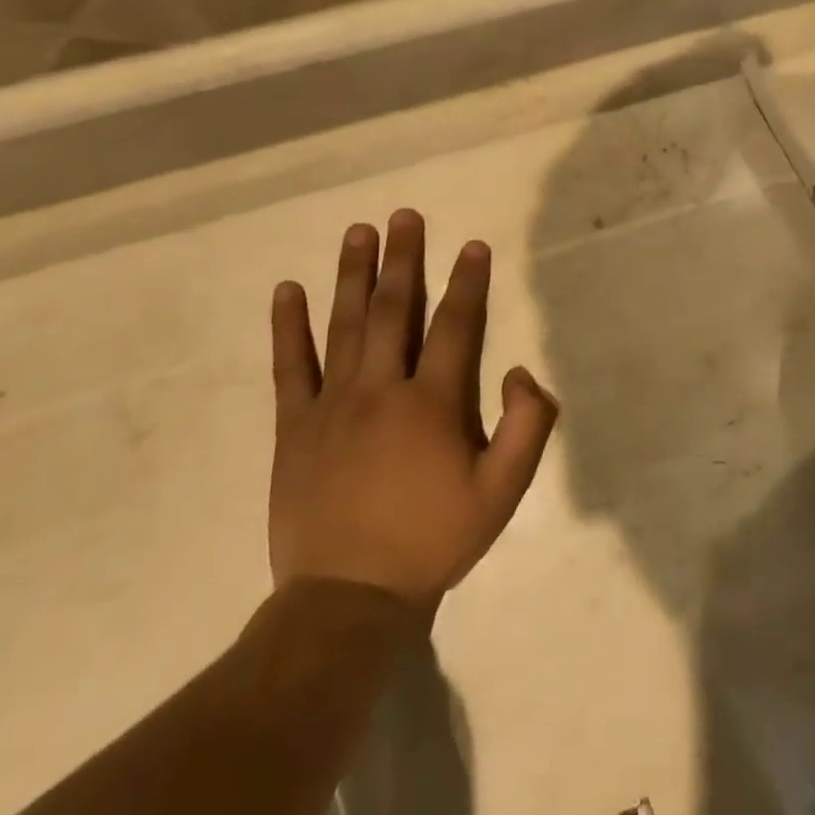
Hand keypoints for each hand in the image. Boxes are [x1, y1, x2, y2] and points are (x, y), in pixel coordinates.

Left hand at [268, 211, 559, 605]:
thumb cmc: (434, 540)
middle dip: (404, 259)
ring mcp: (332, 405)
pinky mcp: (294, 427)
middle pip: (396, 310)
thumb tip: (520, 371)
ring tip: (358, 232)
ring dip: (353, 275)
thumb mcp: (503, 493)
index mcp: (432, 403)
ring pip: (345, 325)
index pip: (456, 326)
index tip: (471, 245)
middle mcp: (381, 389)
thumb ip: (527, 427)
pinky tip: (287, 291)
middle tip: (405, 215)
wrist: (349, 598)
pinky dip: (288, 326)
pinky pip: (290, 366)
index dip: (467, 282)